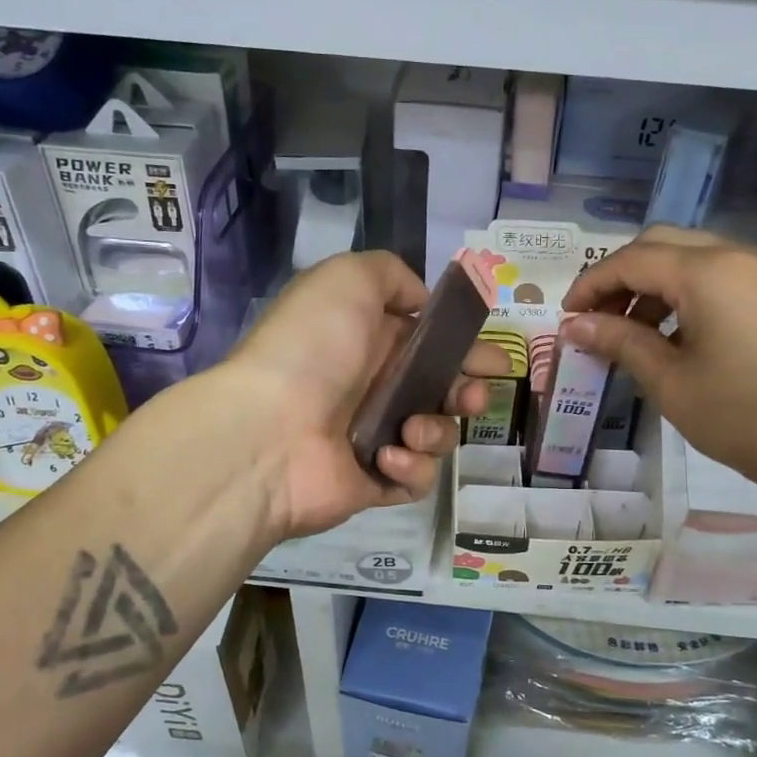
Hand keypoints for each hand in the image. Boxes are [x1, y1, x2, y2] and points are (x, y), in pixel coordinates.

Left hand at [216, 252, 508, 540]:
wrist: (267, 432)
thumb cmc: (312, 349)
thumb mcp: (347, 279)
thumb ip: (391, 274)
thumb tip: (420, 301)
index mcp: (371, 340)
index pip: (432, 343)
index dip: (465, 347)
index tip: (488, 356)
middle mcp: (375, 387)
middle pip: (444, 390)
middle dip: (469, 391)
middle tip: (470, 395)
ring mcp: (375, 437)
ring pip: (438, 433)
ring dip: (438, 429)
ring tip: (413, 428)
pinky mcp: (375, 481)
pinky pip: (418, 477)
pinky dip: (411, 467)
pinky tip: (386, 458)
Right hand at [560, 227, 756, 512]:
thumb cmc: (741, 416)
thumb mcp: (669, 381)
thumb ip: (619, 341)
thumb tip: (574, 326)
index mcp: (709, 271)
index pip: (632, 260)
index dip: (591, 285)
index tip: (566, 317)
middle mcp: (739, 255)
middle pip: (661, 245)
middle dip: (620, 278)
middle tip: (594, 318)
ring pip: (691, 258)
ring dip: (652, 286)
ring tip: (627, 332)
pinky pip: (719, 277)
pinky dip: (684, 295)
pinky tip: (670, 336)